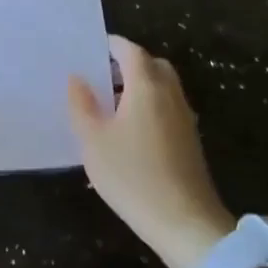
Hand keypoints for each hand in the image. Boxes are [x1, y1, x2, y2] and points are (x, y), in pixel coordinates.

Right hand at [68, 35, 235, 267]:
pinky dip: (150, 104)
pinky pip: (168, 106)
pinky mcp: (190, 140)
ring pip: (163, 86)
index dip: (112, 45)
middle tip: (101, 75)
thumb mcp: (93, 141)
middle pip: (152, 64)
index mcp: (146, 86)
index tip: (92, 48)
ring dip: (140, 85)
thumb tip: (77, 78)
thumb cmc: (133, 176)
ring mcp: (184, 117)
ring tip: (111, 103)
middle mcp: (170, 94)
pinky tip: (130, 129)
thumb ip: (82, 105)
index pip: (131, 51)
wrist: (185, 223)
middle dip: (128, 63)